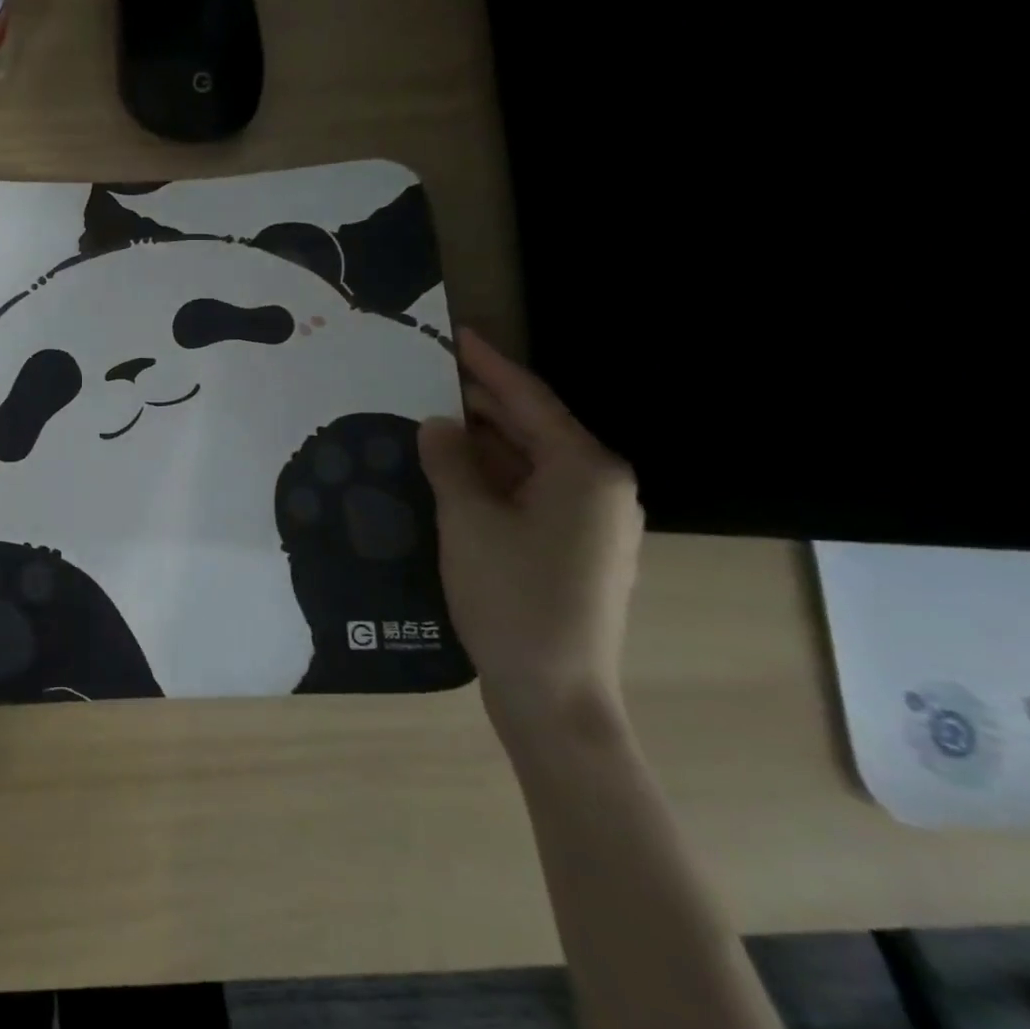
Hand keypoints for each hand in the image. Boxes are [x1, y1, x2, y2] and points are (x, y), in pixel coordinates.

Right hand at [418, 329, 643, 738]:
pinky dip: (494, 476)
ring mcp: (591, 521)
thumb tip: (438, 425)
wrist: (554, 693)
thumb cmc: (513, 597)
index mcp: (585, 469)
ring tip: (433, 420)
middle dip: (482, 402)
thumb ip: (450, 461)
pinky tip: (455, 473)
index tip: (457, 335)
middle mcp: (599, 486)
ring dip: (484, 442)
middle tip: (429, 377)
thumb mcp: (468, 519)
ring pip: (530, 461)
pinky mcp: (575, 548)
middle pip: (534, 427)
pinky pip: (531, 492)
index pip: (530, 399)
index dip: (487, 365)